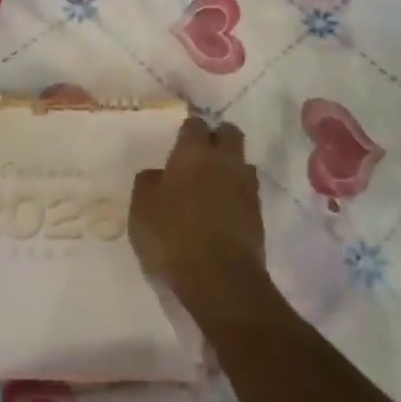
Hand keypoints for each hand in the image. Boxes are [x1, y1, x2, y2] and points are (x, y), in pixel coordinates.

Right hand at [130, 118, 268, 315]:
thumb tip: (157, 174)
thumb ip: (148, 183)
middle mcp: (224, 160)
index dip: (188, 131)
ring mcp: (246, 185)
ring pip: (242, 162)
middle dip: (218, 138)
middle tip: (201, 156)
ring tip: (214, 184)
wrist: (220, 277)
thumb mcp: (142, 208)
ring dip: (230, 167)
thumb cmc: (173, 235)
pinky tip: (223, 209)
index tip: (180, 143)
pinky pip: (248, 191)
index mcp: (193, 152)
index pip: (195, 124)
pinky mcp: (259, 213)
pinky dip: (237, 194)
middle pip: (229, 133)